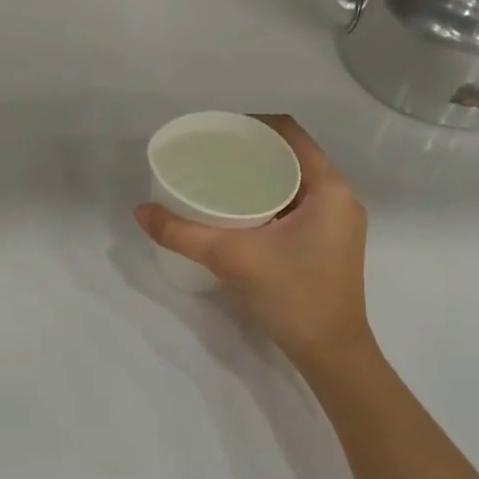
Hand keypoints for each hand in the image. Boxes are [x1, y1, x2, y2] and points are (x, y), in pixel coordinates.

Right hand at [135, 114, 371, 369]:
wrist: (331, 354)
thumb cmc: (292, 296)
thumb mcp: (232, 258)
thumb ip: (182, 233)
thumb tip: (140, 211)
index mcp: (329, 188)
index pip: (290, 133)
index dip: (251, 124)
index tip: (215, 133)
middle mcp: (339, 197)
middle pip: (291, 155)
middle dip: (250, 150)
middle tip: (209, 157)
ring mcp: (337, 222)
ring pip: (294, 181)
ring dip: (259, 176)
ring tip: (218, 180)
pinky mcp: (328, 243)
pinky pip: (296, 204)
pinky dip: (267, 198)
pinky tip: (238, 211)